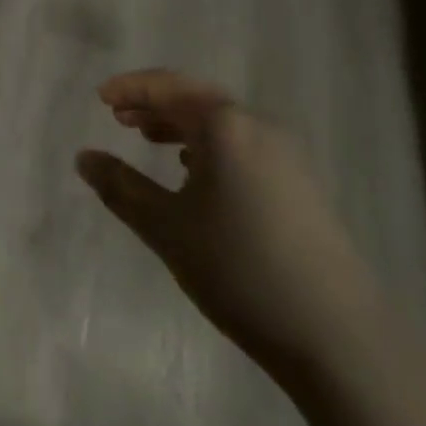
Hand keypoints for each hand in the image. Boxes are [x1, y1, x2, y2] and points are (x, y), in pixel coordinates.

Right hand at [76, 69, 379, 375]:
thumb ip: (121, 188)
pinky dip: (210, 146)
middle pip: (196, 98)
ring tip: (149, 140)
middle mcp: (258, 126)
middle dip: (155, 104)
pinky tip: (197, 174)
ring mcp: (287, 155)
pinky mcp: (302, 185)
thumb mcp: (168, 229)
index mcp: (225, 125)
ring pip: (222, 123)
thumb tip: (83, 157)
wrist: (341, 338)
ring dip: (181, 125)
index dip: (131, 88)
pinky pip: (243, 145)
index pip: (168, 87)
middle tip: (119, 117)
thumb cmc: (241, 269)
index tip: (100, 97)